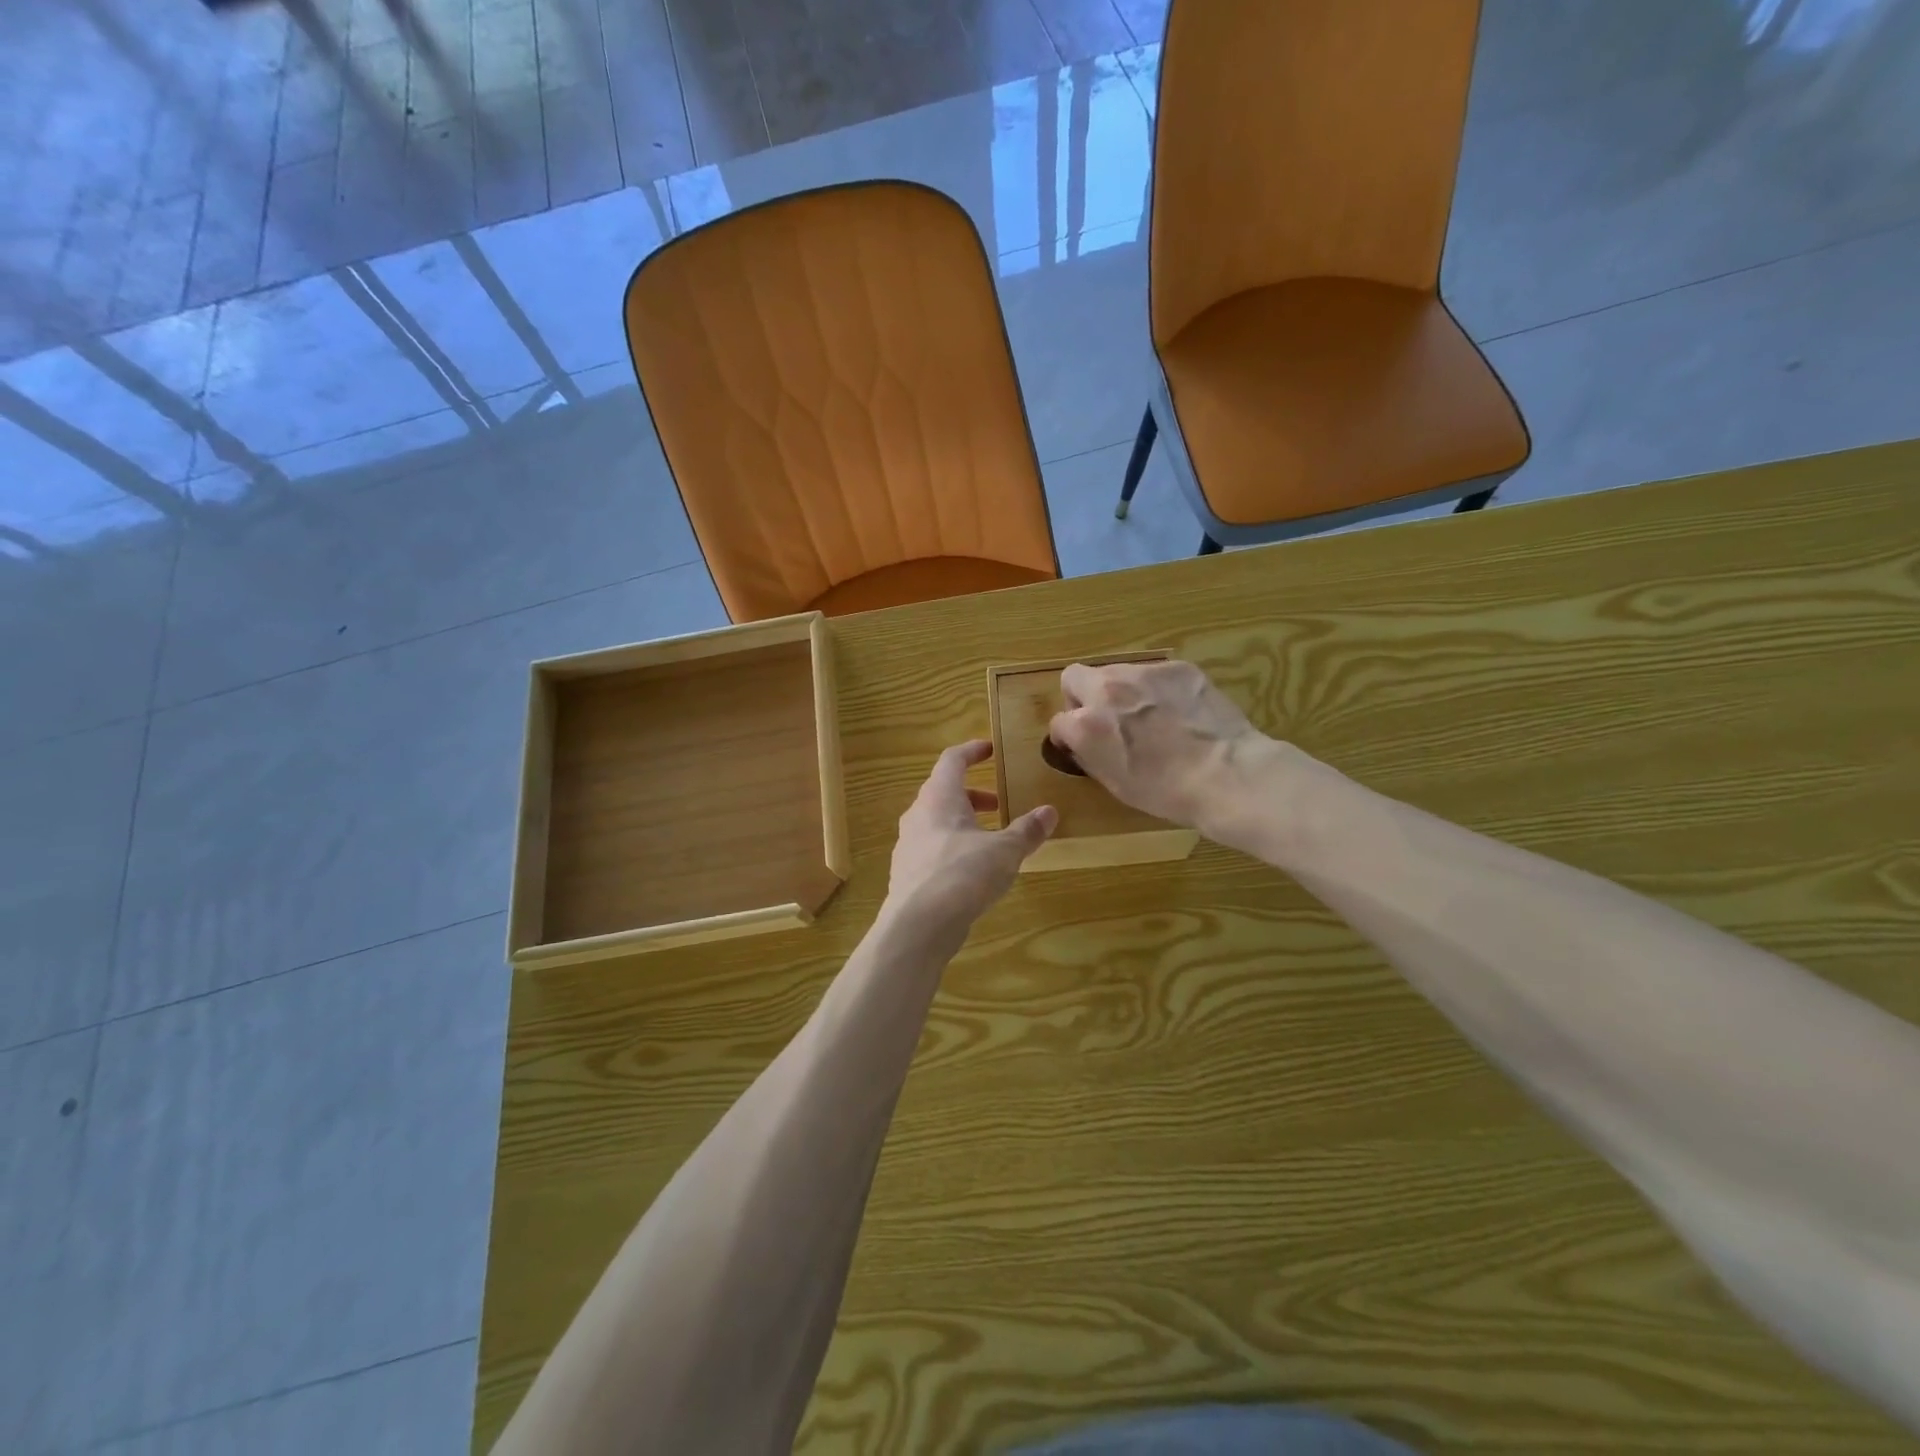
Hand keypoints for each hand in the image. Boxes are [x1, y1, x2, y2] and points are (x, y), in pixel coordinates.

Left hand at [886, 741, 1057, 935]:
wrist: (918, 925)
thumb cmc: (962, 874)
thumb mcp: (1004, 851)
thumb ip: (1027, 830)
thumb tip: (1049, 812)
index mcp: (939, 797)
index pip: (952, 760)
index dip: (971, 751)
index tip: (989, 750)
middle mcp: (918, 815)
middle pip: (944, 792)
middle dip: (973, 795)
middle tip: (999, 803)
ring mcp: (908, 845)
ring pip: (937, 823)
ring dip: (963, 823)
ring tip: (991, 839)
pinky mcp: (907, 874)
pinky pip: (932, 849)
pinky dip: (953, 848)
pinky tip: (972, 871)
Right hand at [1047, 660, 1269, 834]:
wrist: (1227, 775)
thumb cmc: (1167, 792)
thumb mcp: (1114, 783)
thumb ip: (1089, 754)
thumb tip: (1081, 742)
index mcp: (1087, 724)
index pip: (1058, 721)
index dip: (1068, 736)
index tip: (1081, 745)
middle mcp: (1107, 689)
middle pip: (1074, 677)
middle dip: (1081, 697)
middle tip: (1105, 719)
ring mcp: (1144, 672)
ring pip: (1114, 671)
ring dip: (1119, 690)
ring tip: (1147, 715)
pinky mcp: (1177, 667)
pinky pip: (1153, 673)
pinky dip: (1156, 689)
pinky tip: (1178, 711)